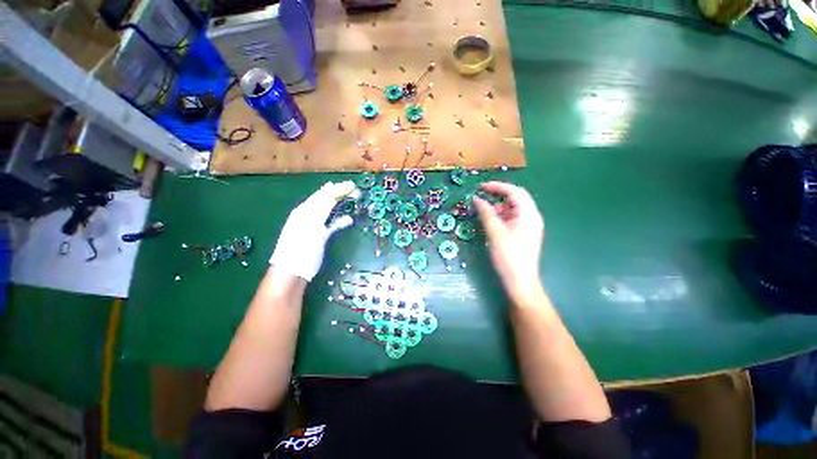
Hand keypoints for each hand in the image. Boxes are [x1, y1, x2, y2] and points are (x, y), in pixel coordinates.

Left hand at [270, 181, 359, 280]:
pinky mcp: (319, 236)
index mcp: (305, 210)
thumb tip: (331, 188)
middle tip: (355, 189)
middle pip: (326, 200)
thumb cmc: (300, 248)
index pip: (324, 195)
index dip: (338, 189)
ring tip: (353, 199)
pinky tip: (348, 219)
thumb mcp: (310, 225)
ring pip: (329, 211)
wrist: (292, 272)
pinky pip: (331, 224)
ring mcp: (314, 226)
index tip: (353, 185)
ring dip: (341, 205)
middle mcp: (308, 215)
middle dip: (340, 193)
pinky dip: (340, 220)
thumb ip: (321, 207)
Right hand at [473, 182, 544, 301]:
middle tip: (481, 196)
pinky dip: (501, 216)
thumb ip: (486, 213)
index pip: (515, 192)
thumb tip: (477, 199)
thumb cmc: (508, 256)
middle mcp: (531, 217)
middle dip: (498, 195)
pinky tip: (490, 221)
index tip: (481, 187)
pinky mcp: (523, 234)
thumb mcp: (495, 232)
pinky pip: (512, 219)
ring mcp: (528, 226)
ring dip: (498, 207)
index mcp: (529, 214)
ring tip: (483, 211)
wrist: (520, 281)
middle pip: (516, 199)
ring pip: (513, 209)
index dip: (498, 186)